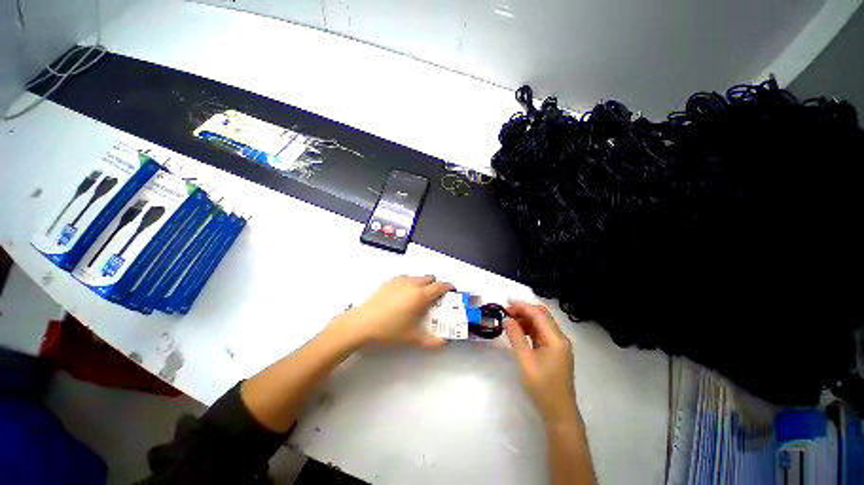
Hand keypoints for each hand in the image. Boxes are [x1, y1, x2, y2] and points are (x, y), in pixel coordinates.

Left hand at [330, 275, 454, 348]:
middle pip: (430, 278)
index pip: (440, 286)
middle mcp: (412, 283)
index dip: (448, 287)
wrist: (362, 323)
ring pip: (417, 277)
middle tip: (434, 297)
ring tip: (417, 297)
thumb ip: (431, 341)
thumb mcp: (412, 338)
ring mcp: (399, 281)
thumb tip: (444, 343)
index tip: (452, 290)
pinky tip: (402, 296)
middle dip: (435, 285)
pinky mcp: (389, 281)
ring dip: (422, 283)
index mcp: (421, 295)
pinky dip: (409, 283)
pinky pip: (405, 278)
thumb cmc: (390, 329)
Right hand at [504, 300, 577, 424]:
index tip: (506, 302)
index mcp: (556, 339)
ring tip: (509, 321)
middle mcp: (560, 339)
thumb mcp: (525, 360)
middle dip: (524, 311)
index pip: (538, 314)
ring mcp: (558, 345)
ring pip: (541, 324)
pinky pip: (541, 334)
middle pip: (542, 316)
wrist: (558, 412)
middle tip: (506, 312)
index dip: (522, 306)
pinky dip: (529, 329)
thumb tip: (506, 319)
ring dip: (526, 319)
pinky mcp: (555, 351)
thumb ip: (515, 337)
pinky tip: (518, 332)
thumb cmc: (542, 387)